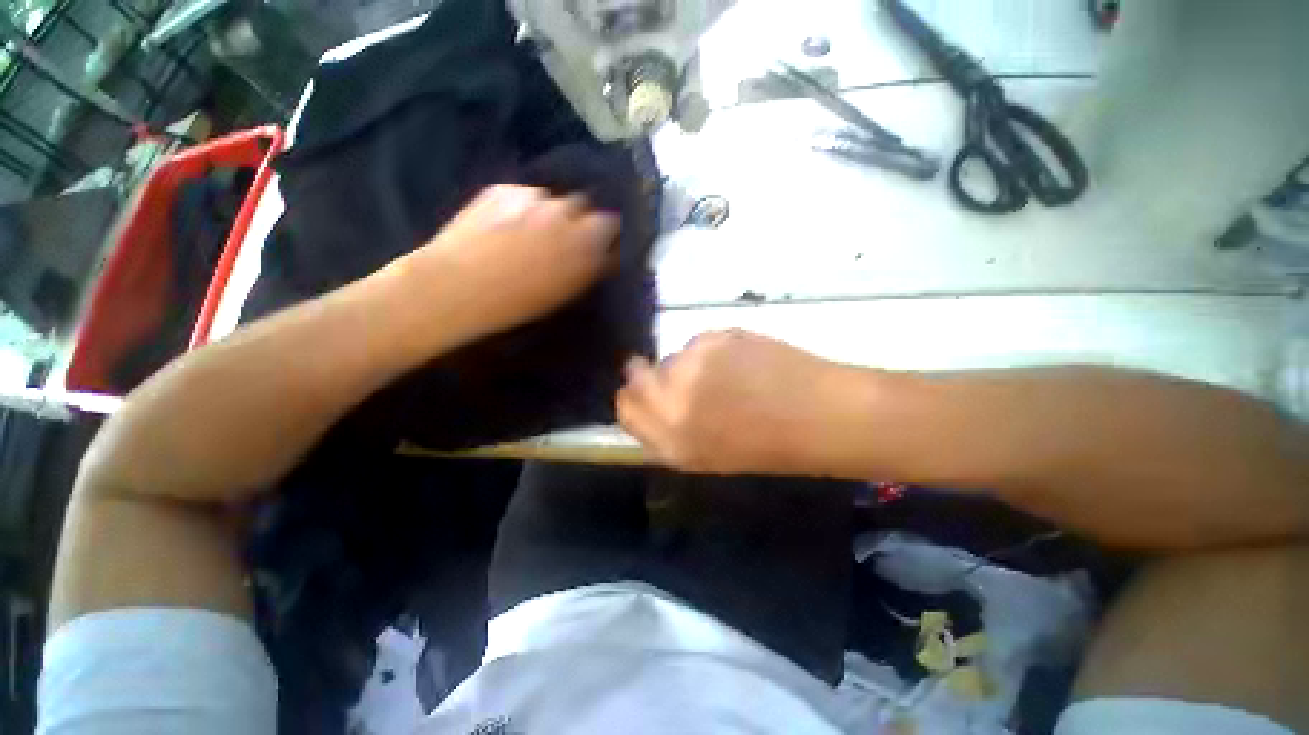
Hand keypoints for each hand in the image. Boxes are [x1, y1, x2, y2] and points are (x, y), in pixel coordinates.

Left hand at [406, 184, 619, 336]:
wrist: (457, 286)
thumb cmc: (517, 303)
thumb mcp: (565, 292)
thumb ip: (589, 267)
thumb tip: (603, 255)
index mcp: (585, 242)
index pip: (612, 223)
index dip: (605, 233)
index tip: (599, 244)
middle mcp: (566, 213)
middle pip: (585, 206)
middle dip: (578, 220)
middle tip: (564, 239)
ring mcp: (534, 197)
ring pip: (553, 200)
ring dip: (549, 214)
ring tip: (529, 232)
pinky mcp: (504, 188)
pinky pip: (525, 196)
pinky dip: (522, 207)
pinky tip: (504, 225)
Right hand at [616, 330, 881, 476]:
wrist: (819, 415)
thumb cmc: (767, 446)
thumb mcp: (707, 455)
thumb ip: (668, 431)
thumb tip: (650, 402)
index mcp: (671, 440)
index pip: (625, 406)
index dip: (633, 397)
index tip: (645, 392)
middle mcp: (672, 401)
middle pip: (638, 374)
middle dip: (654, 375)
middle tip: (685, 378)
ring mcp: (692, 366)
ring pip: (672, 355)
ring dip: (689, 364)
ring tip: (725, 374)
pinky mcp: (715, 339)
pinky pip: (699, 342)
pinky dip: (713, 350)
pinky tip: (741, 361)